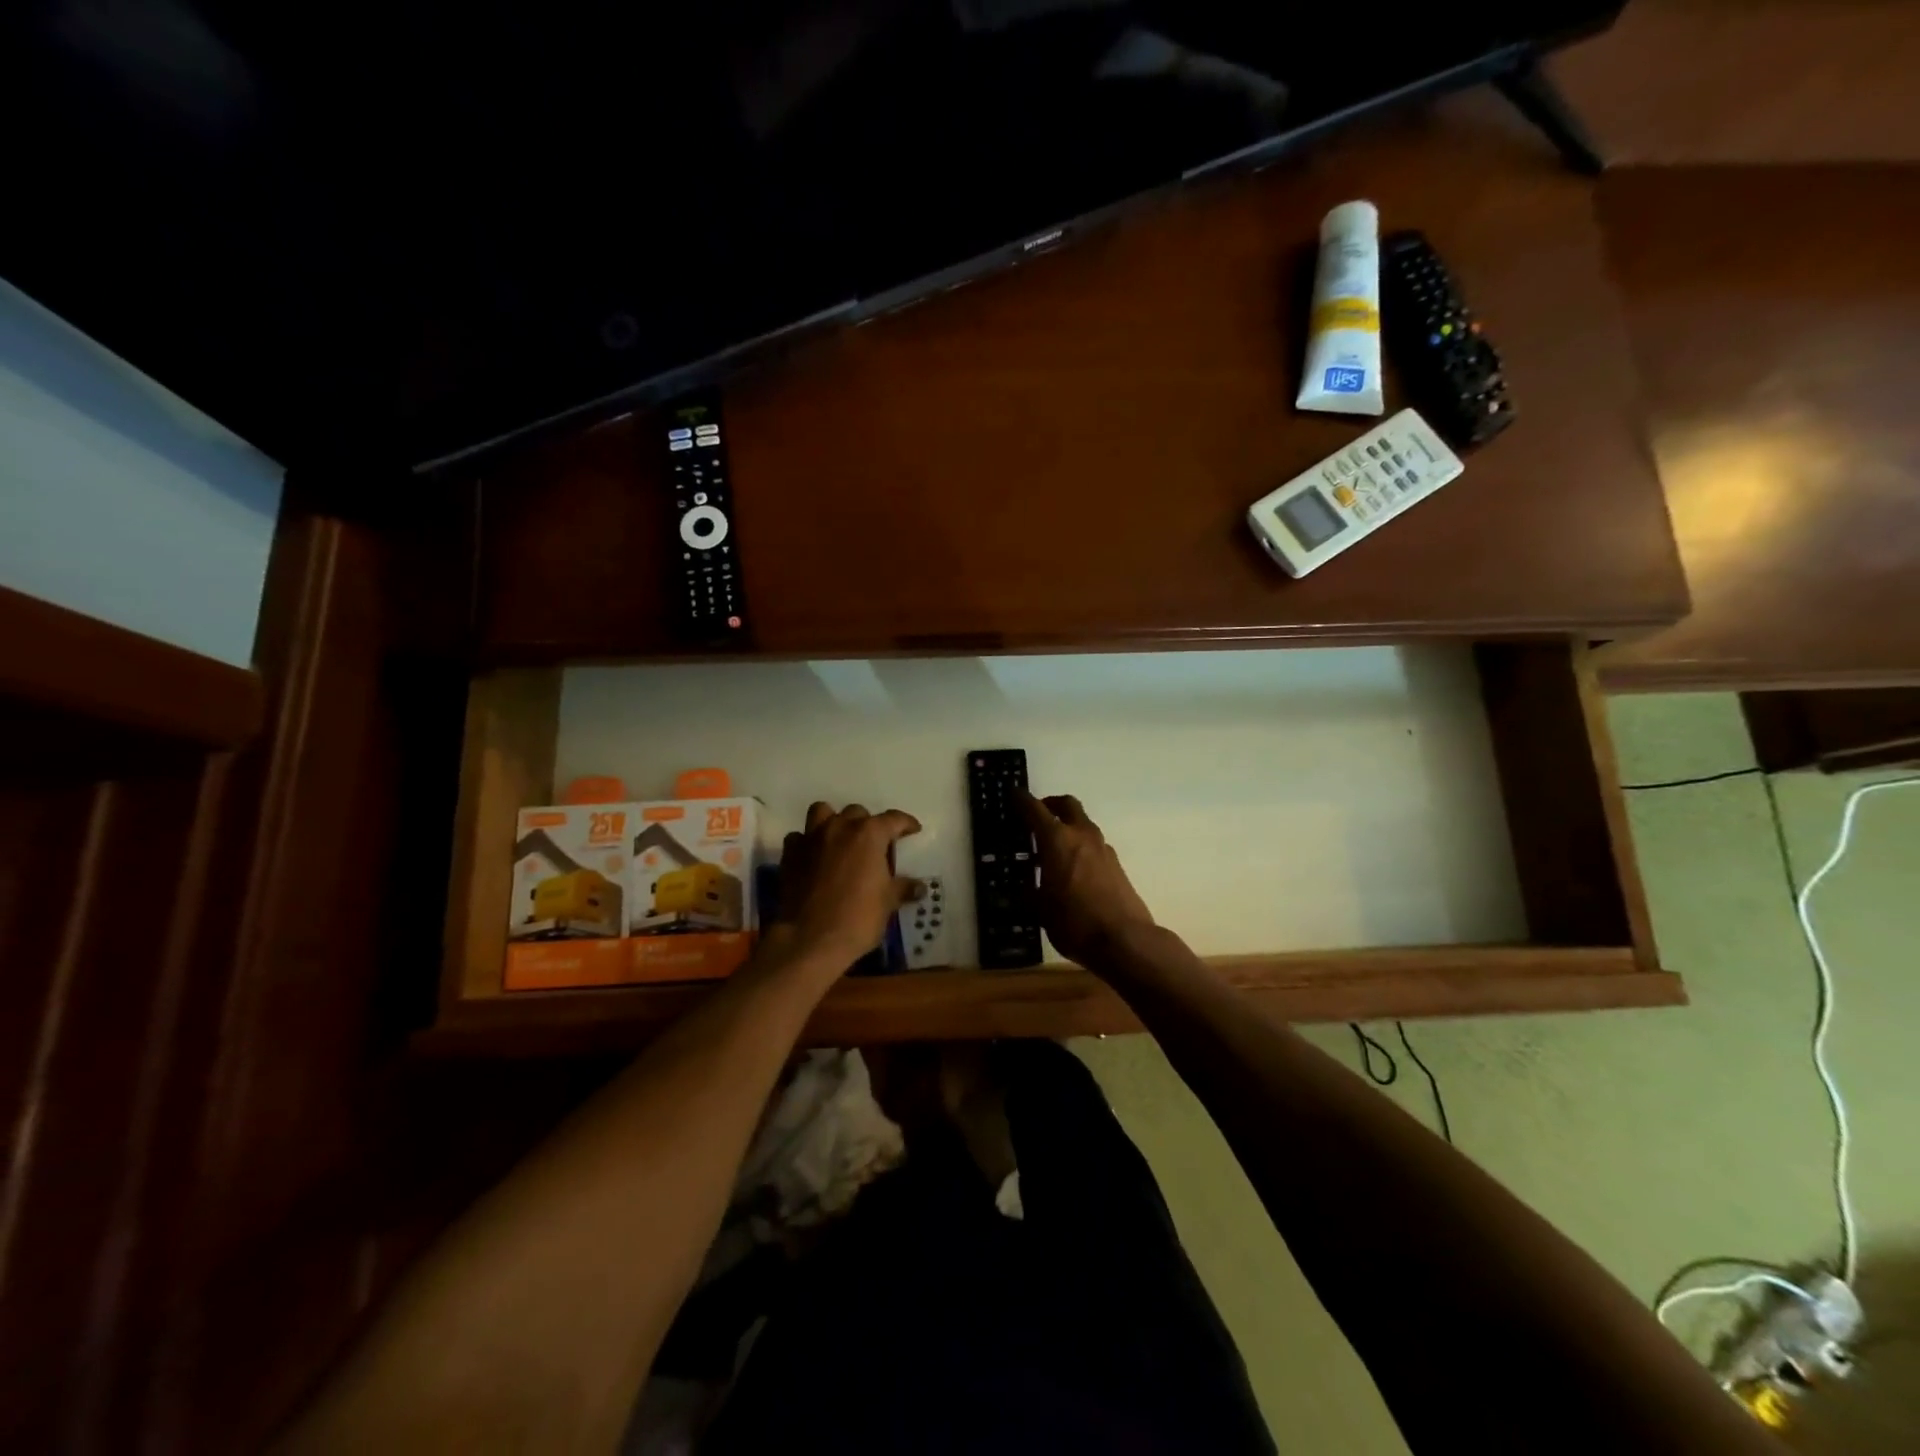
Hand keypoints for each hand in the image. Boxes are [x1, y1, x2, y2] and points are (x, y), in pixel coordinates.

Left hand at [775, 802, 922, 969]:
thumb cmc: (857, 918)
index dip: (906, 823)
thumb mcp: (887, 903)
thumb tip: (919, 887)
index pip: (893, 819)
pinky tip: (814, 858)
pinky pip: (799, 837)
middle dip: (867, 825)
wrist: (810, 939)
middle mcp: (840, 827)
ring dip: (833, 822)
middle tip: (874, 846)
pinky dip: (808, 843)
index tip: (913, 830)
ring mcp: (811, 838)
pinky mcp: (790, 854)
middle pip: (857, 813)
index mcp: (869, 834)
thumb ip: (902, 888)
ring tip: (840, 840)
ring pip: (822, 812)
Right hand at [1019, 792, 1155, 968]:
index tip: (1013, 793)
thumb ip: (1031, 892)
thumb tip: (1026, 887)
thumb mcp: (1040, 909)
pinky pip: (1093, 845)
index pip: (1035, 809)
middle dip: (1050, 804)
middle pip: (1066, 805)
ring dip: (1067, 826)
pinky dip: (1080, 846)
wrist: (1125, 940)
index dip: (1021, 800)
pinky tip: (1072, 869)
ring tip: (1052, 848)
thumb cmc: (1074, 922)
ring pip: (1083, 824)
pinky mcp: (1116, 865)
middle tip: (1036, 815)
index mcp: (1057, 840)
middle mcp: (1081, 835)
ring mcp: (1103, 848)